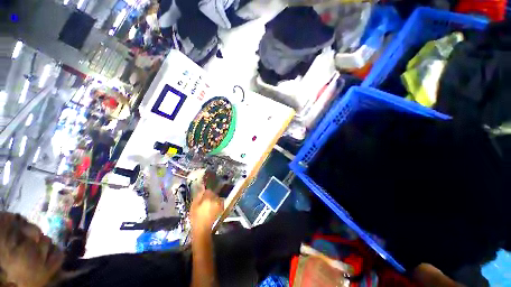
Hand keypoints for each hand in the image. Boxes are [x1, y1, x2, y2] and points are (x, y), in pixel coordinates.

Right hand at [190, 189, 223, 234]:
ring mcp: (219, 204)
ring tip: (209, 205)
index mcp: (208, 198)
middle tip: (206, 201)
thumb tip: (202, 190)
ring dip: (214, 199)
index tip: (203, 196)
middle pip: (213, 194)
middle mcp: (215, 200)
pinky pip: (220, 202)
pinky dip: (218, 203)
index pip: (208, 191)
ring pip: (217, 198)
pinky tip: (214, 207)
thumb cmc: (196, 217)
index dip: (205, 193)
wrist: (202, 229)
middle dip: (210, 196)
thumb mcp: (193, 206)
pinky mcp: (222, 208)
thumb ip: (198, 196)